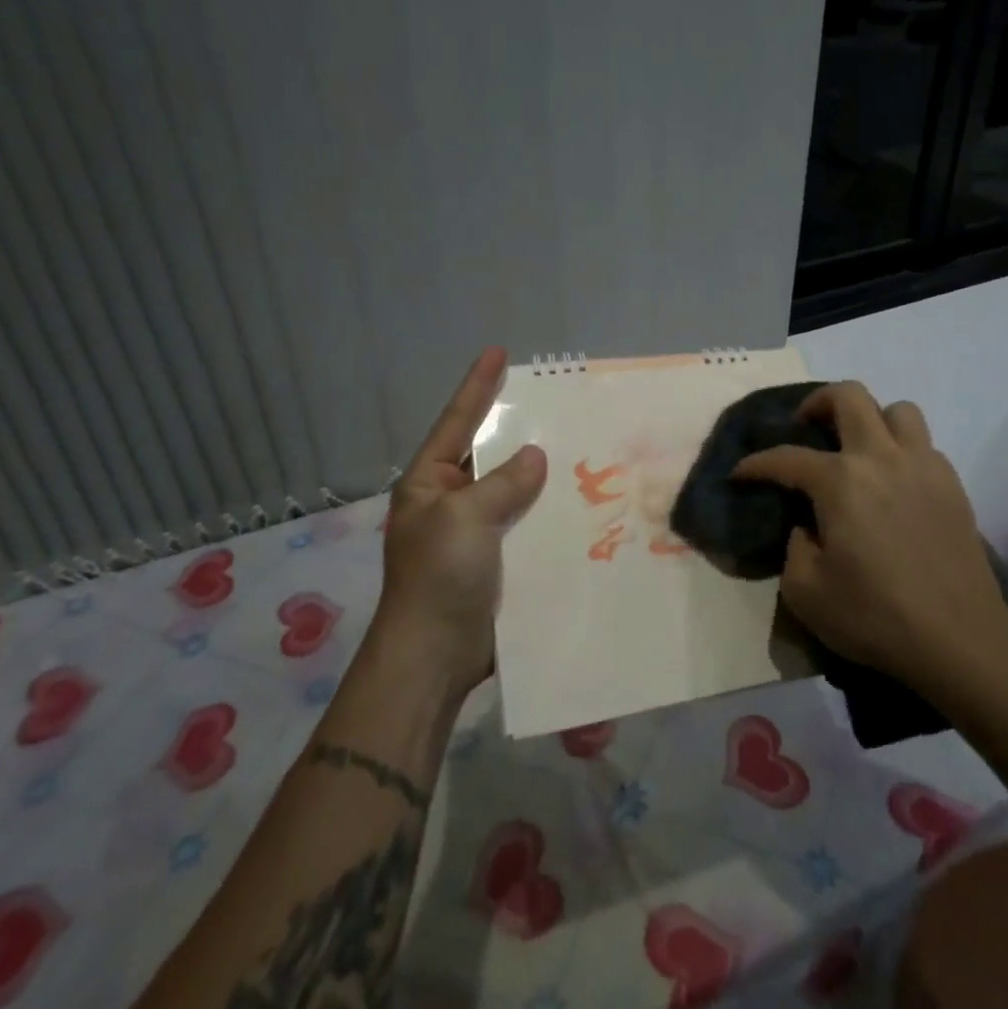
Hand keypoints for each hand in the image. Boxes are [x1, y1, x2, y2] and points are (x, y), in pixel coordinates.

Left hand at [376, 347, 546, 697]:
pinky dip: (546, 510)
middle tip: (550, 399)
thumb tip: (535, 457)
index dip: (478, 386)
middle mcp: (450, 501)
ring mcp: (473, 533)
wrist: (434, 656)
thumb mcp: (465, 518)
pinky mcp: (495, 561)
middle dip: (515, 427)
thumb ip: (502, 483)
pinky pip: (524, 523)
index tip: (498, 352)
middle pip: (487, 452)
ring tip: (576, 443)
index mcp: (429, 482)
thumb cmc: (439, 577)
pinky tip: (578, 500)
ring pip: (511, 489)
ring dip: (539, 472)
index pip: (457, 421)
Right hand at [733, 382, 1007, 688]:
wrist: (960, 640)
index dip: (755, 464)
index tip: (739, 473)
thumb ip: (794, 547)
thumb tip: (808, 526)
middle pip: (849, 396)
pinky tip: (893, 482)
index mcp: (840, 481)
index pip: (786, 458)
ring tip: (857, 448)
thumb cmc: (875, 616)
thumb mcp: (805, 592)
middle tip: (806, 427)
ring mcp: (923, 467)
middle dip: (818, 402)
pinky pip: (924, 445)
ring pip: (897, 411)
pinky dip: (902, 450)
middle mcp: (881, 459)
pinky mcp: (953, 486)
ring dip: (871, 419)